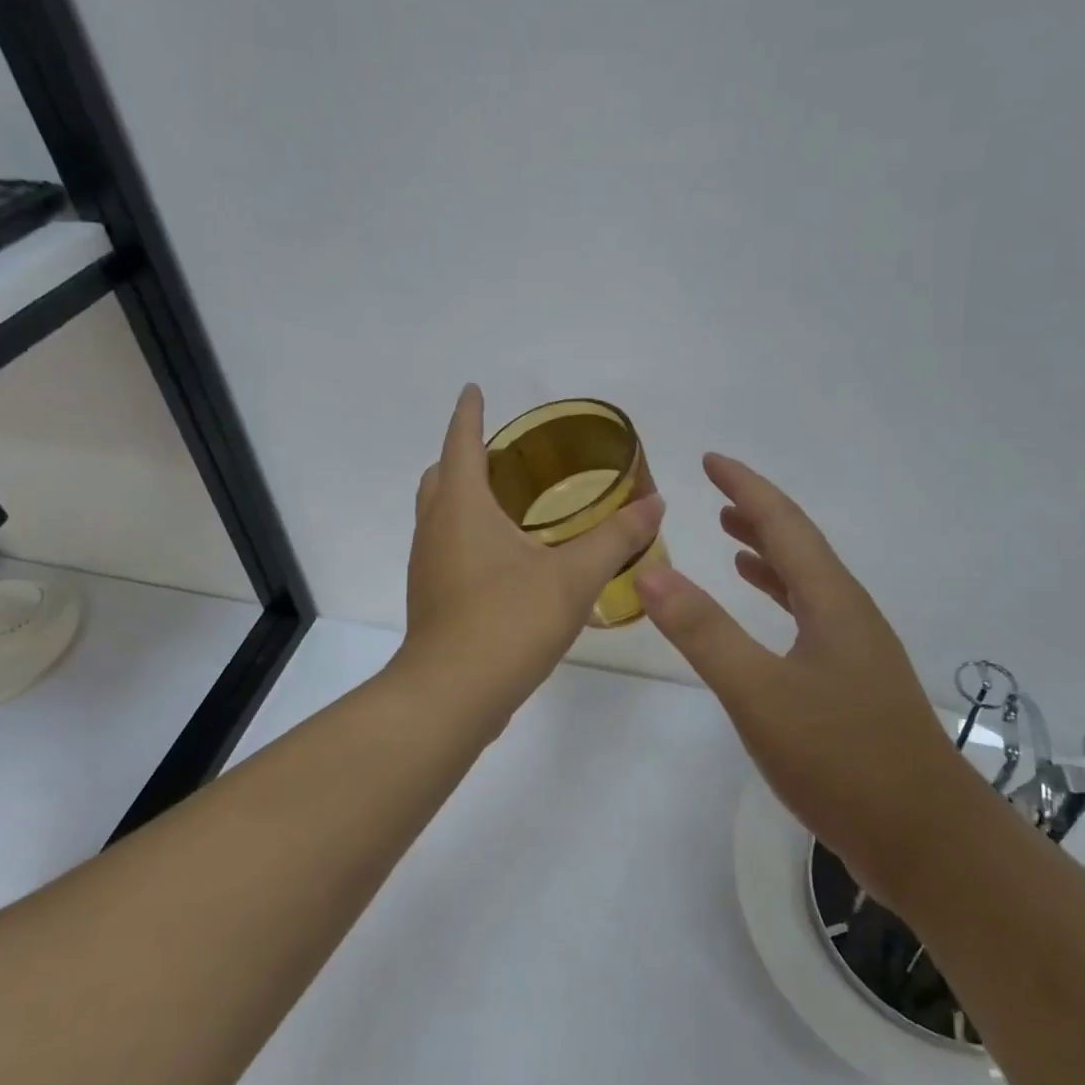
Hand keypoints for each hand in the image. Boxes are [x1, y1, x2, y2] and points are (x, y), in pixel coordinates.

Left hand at [394, 385, 664, 732]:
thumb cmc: (509, 621)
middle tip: (503, 451)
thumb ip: (617, 538)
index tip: (473, 390)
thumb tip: (656, 503)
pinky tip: (503, 555)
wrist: (452, 695)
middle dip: (466, 454)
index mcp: (462, 506)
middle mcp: (436, 527)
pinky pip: (447, 545)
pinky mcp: (432, 596)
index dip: (469, 413)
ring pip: (440, 512)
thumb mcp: (574, 577)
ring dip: (464, 494)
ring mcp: (428, 564)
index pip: (462, 442)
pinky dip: (468, 531)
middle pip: (442, 475)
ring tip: (507, 497)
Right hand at [634, 454, 954, 860]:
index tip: (712, 459)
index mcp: (831, 601)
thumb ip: (704, 632)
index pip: (784, 524)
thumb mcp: (760, 693)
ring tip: (732, 539)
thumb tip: (651, 571)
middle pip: (799, 546)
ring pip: (806, 583)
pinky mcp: (854, 685)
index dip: (747, 487)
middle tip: (716, 492)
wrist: (928, 841)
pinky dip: (780, 600)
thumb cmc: (842, 759)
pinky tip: (766, 616)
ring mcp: (856, 651)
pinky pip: (809, 619)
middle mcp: (848, 614)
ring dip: (769, 554)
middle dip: (758, 512)